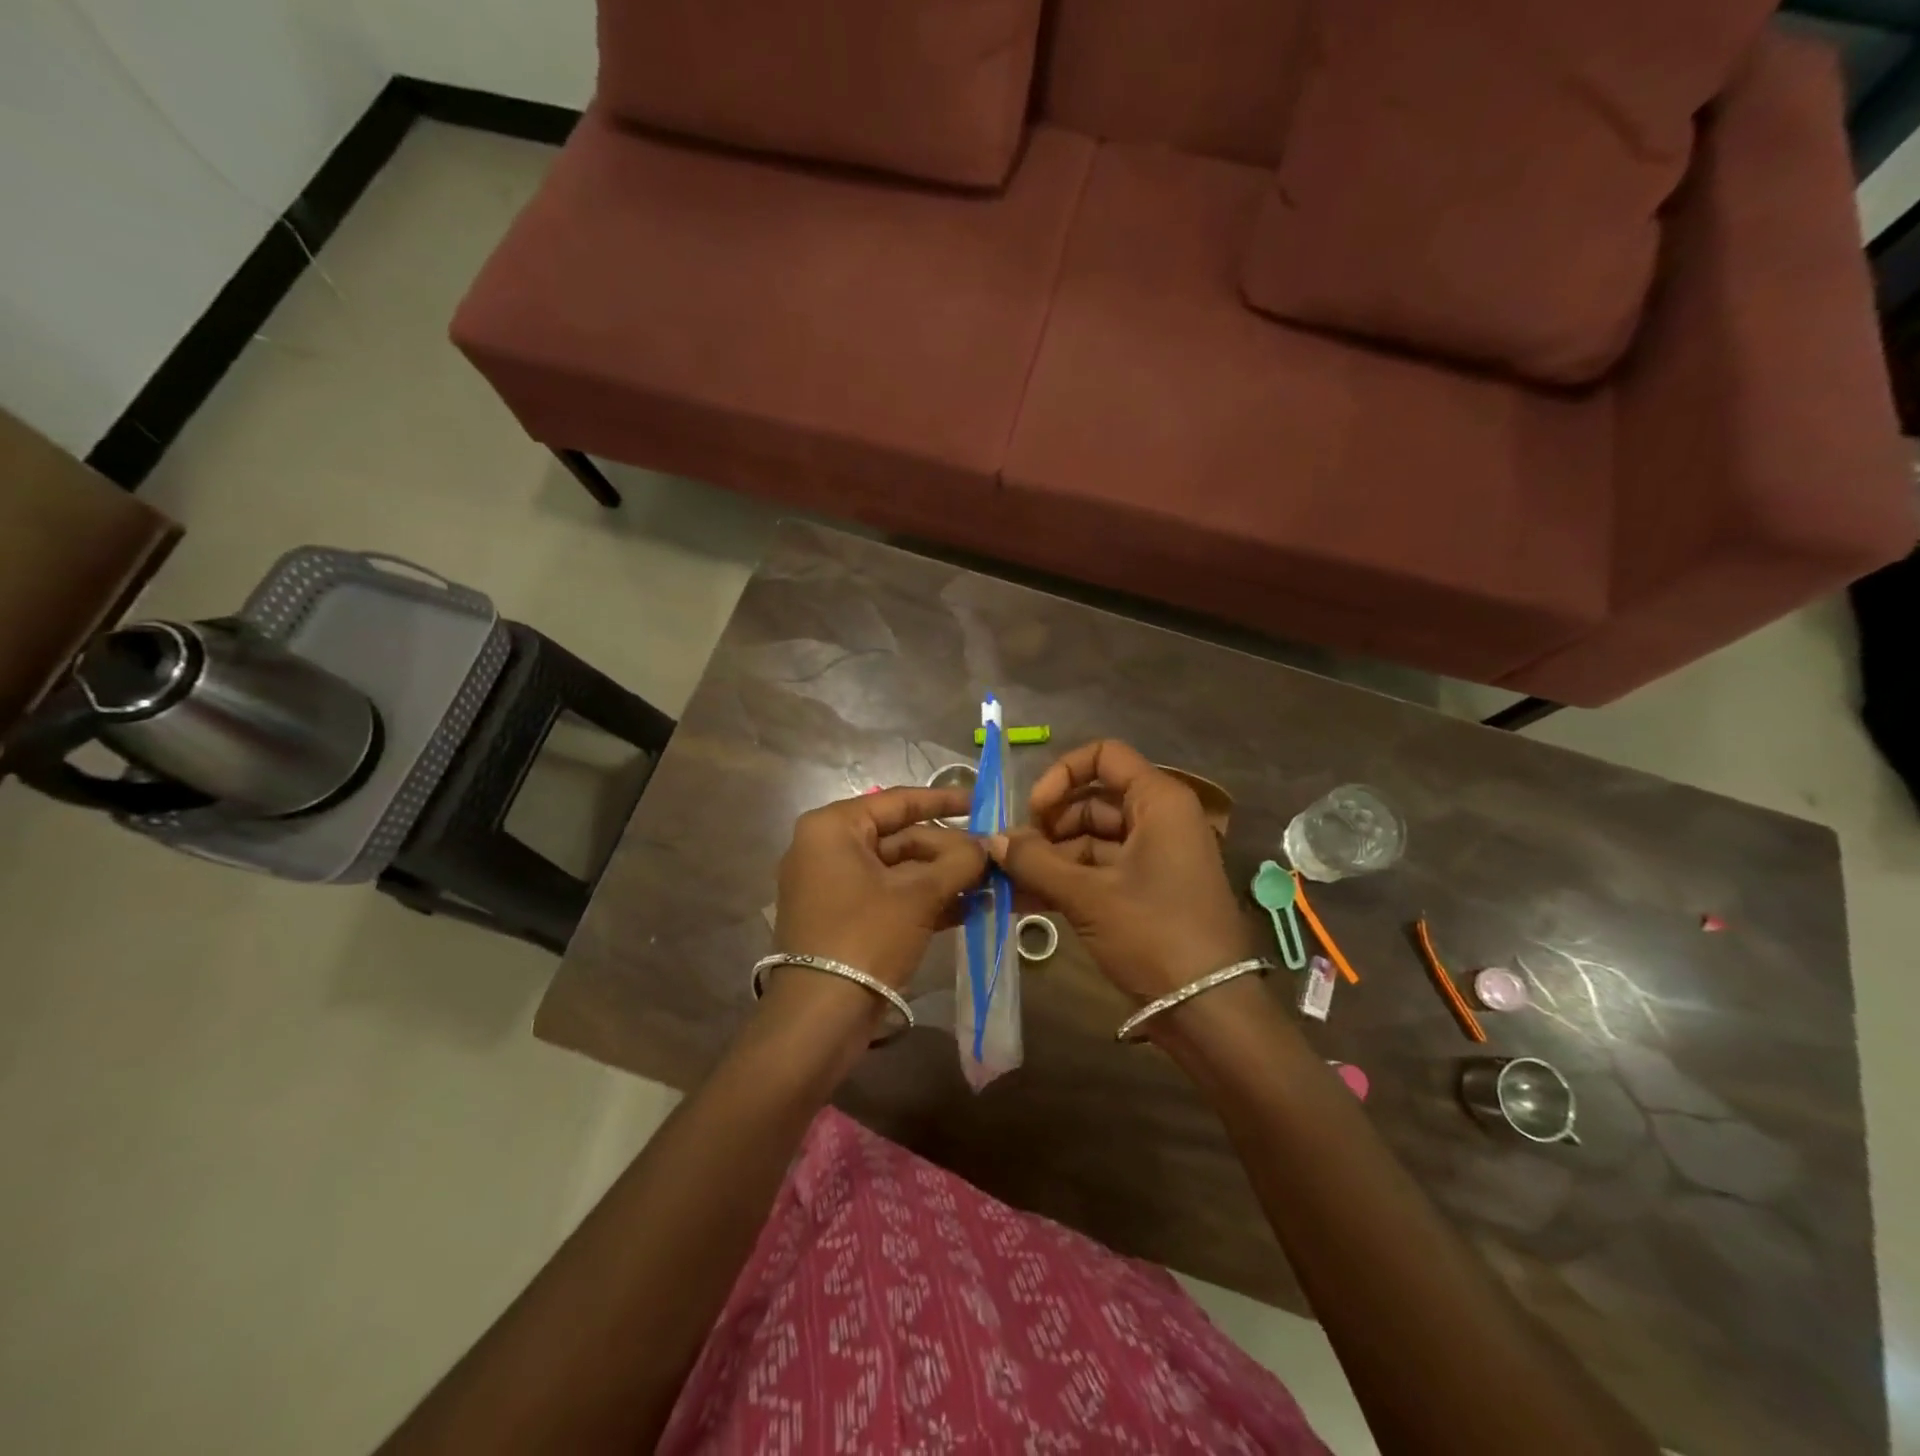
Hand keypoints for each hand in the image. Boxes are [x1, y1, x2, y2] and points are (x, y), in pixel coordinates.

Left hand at [773, 786, 986, 992]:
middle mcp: (828, 848)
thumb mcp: (918, 895)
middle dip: (950, 850)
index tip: (983, 802)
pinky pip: (891, 896)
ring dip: (944, 878)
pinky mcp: (845, 918)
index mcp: (834, 828)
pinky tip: (971, 907)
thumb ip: (959, 862)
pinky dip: (926, 900)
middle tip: (994, 857)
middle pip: (901, 838)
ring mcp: (835, 885)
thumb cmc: (866, 936)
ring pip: (900, 870)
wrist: (821, 1016)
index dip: (945, 801)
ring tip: (992, 882)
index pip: (898, 801)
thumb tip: (990, 845)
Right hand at [987, 740, 1252, 1001]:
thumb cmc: (1154, 934)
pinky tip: (1028, 901)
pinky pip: (1101, 870)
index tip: (1035, 811)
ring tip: (1010, 884)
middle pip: (1093, 800)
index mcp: (1158, 801)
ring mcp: (1156, 856)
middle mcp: (1160, 819)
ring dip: (1051, 858)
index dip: (1063, 775)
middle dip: (1049, 825)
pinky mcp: (1148, 889)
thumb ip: (1036, 862)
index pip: (1104, 756)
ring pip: (1093, 839)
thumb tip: (992, 840)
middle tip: (1014, 855)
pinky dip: (1068, 880)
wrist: (1209, 1009)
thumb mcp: (1089, 896)